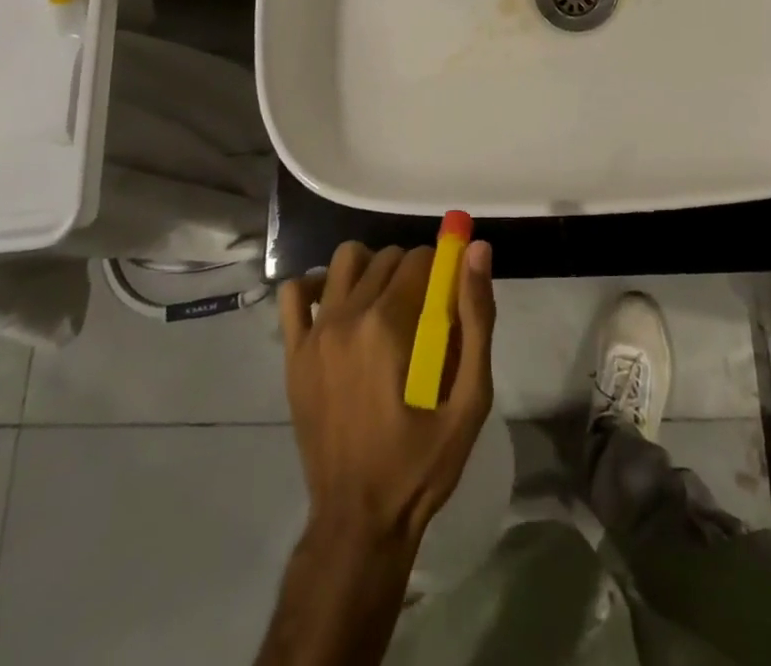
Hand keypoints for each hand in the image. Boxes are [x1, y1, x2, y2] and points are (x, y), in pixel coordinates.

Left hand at [278, 240, 495, 546]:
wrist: (358, 521)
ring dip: (370, 268)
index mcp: (388, 325)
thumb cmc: (420, 464)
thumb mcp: (469, 400)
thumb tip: (477, 250)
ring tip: (386, 301)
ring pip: (344, 261)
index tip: (449, 296)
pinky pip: (294, 292)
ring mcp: (314, 334)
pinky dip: (317, 285)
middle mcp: (347, 318)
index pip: (419, 259)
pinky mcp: (293, 354)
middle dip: (412, 270)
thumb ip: (477, 319)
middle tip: (425, 309)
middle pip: (385, 258)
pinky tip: (338, 306)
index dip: (441, 269)